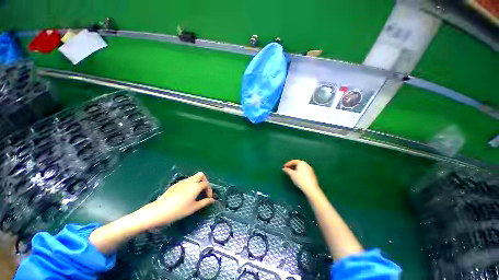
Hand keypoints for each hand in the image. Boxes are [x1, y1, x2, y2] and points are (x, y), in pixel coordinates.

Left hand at [136, 172, 214, 228]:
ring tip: (195, 192)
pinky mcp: (176, 184)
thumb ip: (204, 202)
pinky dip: (190, 184)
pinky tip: (186, 194)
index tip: (208, 198)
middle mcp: (190, 181)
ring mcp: (182, 181)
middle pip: (201, 175)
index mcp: (196, 186)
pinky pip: (187, 180)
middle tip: (203, 190)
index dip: (209, 190)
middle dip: (204, 181)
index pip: (206, 184)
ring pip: (193, 177)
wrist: (159, 211)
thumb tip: (212, 200)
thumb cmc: (179, 210)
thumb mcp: (193, 208)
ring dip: (197, 182)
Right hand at [282, 160, 321, 197]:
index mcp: (302, 163)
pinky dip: (299, 172)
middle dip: (292, 166)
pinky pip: (304, 171)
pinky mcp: (312, 174)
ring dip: (295, 169)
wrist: (311, 188)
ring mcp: (310, 169)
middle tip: (287, 170)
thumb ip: (287, 170)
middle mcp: (306, 164)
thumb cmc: (300, 179)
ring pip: (301, 168)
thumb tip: (284, 168)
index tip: (284, 167)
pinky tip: (297, 177)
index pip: (293, 161)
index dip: (288, 164)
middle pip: (297, 164)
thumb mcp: (292, 174)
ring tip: (291, 173)